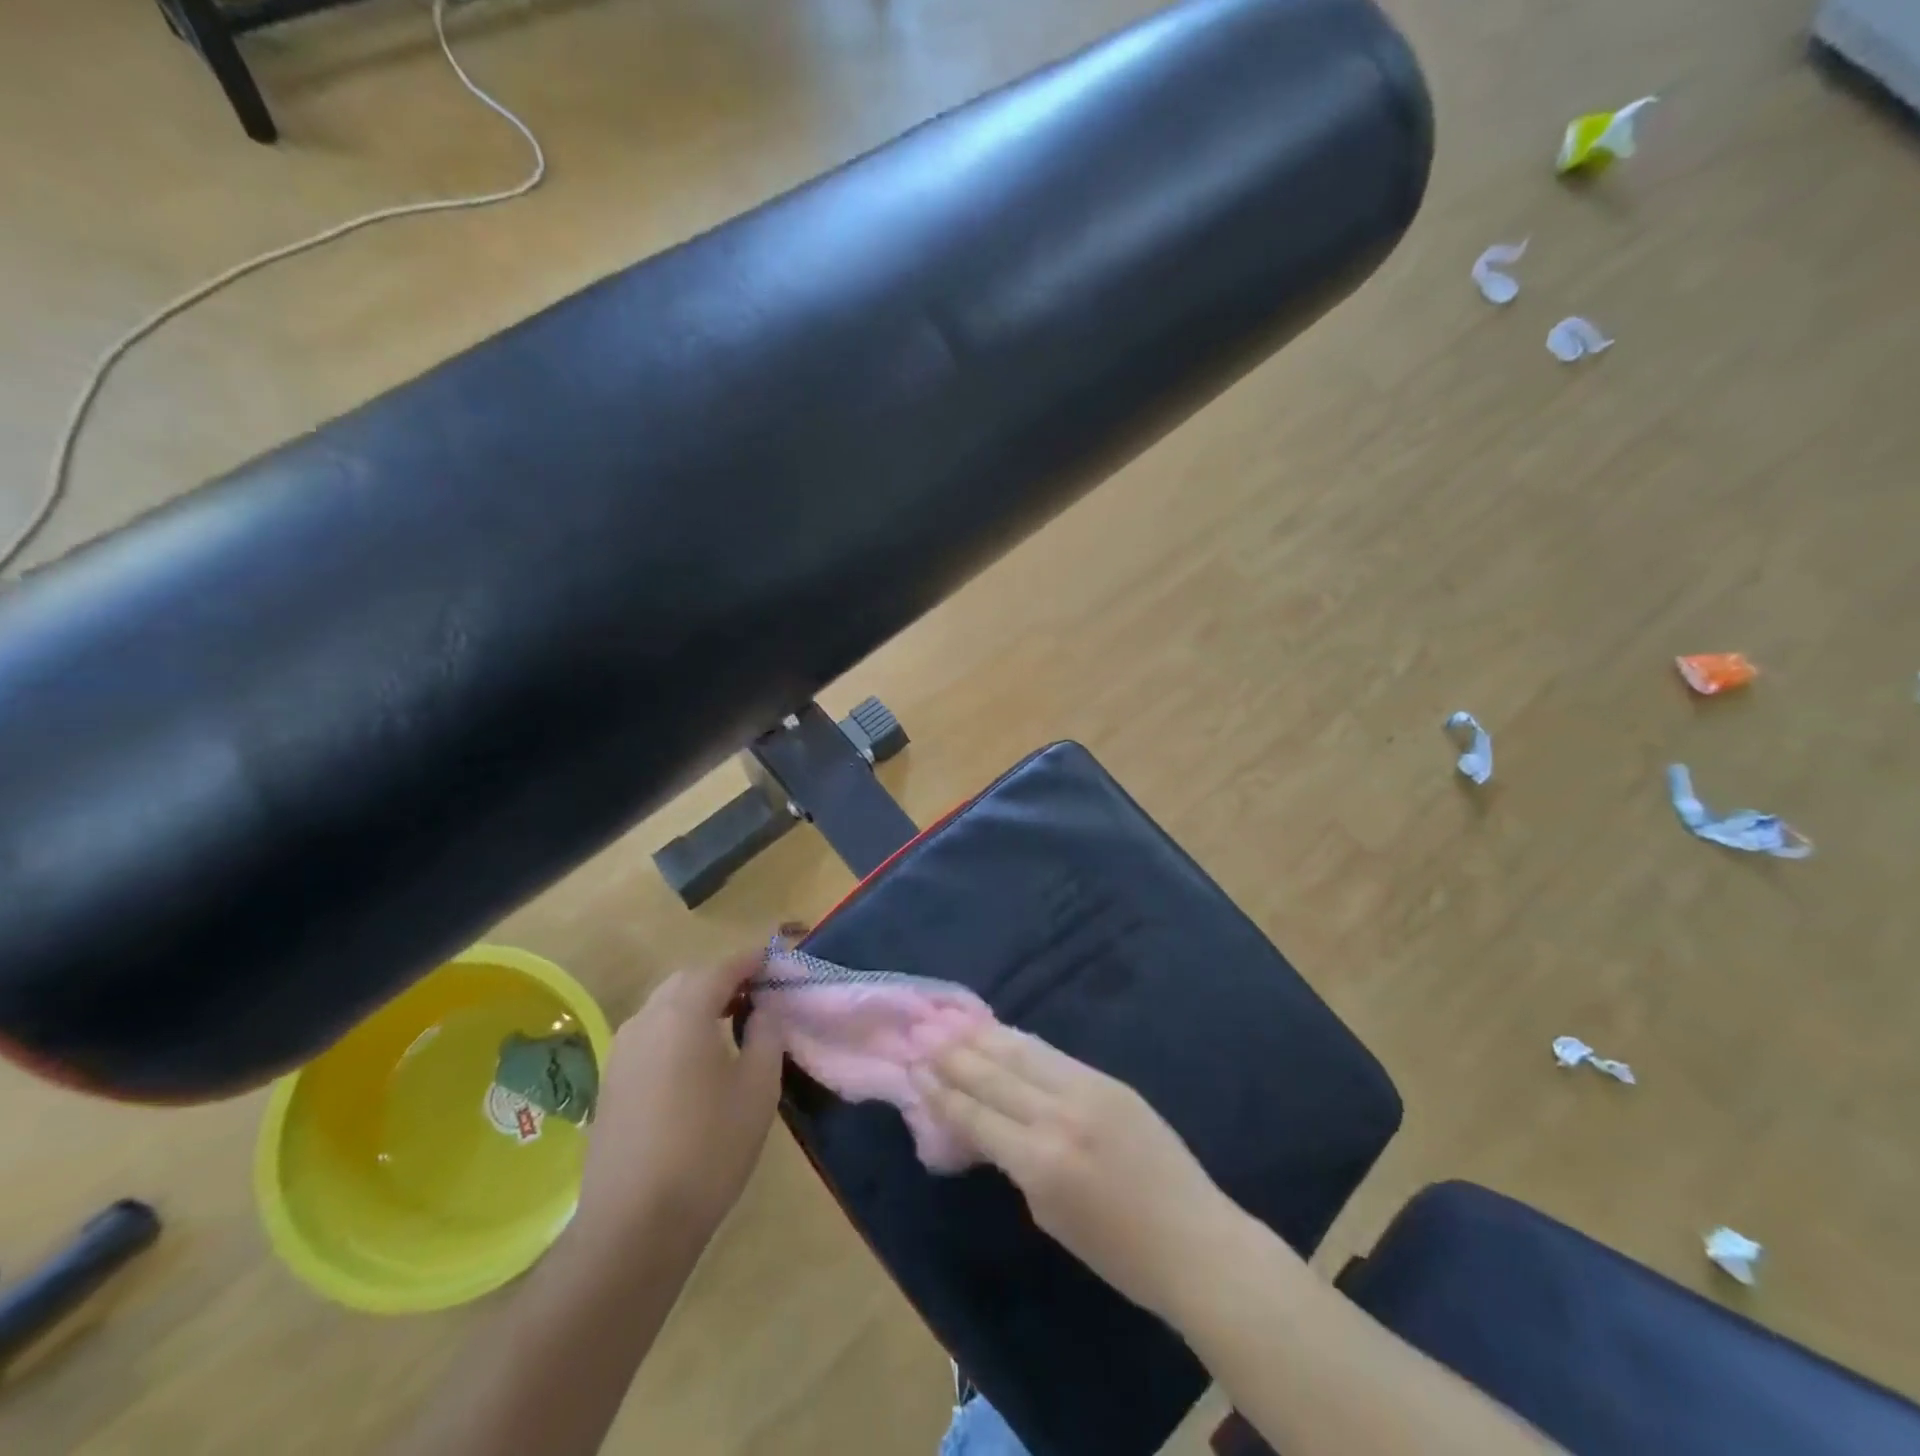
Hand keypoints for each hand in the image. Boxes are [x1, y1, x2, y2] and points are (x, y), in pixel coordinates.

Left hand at [579, 955, 783, 1247]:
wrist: (634, 1226)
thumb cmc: (709, 1148)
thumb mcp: (758, 1088)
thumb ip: (766, 1034)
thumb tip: (763, 1009)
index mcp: (684, 1012)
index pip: (723, 967)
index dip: (753, 960)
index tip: (777, 962)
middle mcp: (646, 1020)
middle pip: (688, 980)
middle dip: (723, 978)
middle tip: (757, 995)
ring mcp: (621, 1051)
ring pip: (664, 1006)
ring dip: (698, 1003)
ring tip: (730, 1024)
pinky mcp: (610, 1081)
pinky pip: (649, 1034)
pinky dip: (676, 1029)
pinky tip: (696, 1060)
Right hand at [911, 1026, 1241, 1318]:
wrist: (1194, 1240)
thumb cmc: (1117, 1253)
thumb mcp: (1049, 1216)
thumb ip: (1014, 1162)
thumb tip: (985, 1124)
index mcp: (1039, 1162)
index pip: (976, 1115)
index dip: (942, 1092)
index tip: (915, 1069)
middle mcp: (1058, 1116)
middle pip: (994, 1075)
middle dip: (954, 1055)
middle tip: (923, 1033)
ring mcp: (1087, 1091)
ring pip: (1022, 1053)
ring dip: (983, 1037)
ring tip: (953, 1022)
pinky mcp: (1109, 1080)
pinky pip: (1054, 1055)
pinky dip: (1021, 1042)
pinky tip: (1002, 1033)